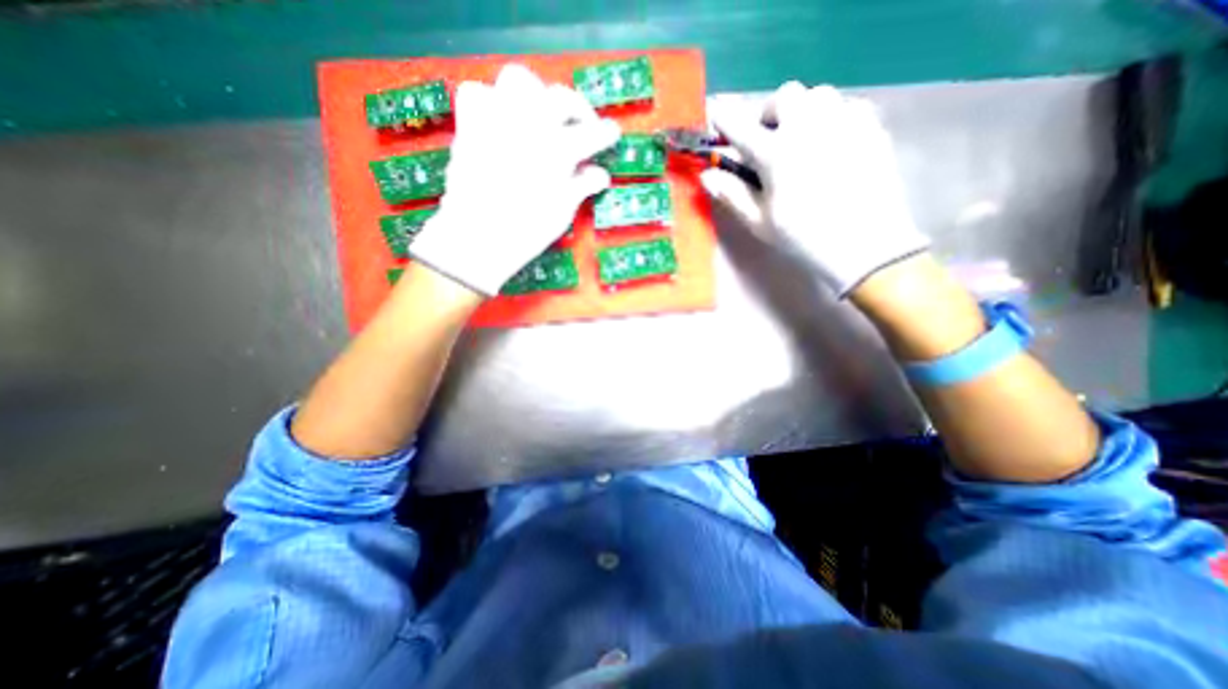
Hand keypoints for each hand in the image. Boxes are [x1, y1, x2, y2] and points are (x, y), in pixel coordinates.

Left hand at [409, 64, 618, 299]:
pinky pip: (477, 93)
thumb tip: (600, 174)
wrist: (478, 238)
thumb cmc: (527, 231)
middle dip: (578, 108)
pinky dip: (491, 101)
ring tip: (540, 117)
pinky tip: (500, 120)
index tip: (612, 134)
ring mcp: (497, 120)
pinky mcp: (471, 126)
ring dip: (535, 95)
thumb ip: (581, 186)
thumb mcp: (563, 212)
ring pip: (519, 80)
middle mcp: (530, 125)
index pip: (591, 133)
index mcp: (558, 151)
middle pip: (561, 97)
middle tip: (582, 126)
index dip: (606, 133)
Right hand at [705, 80, 926, 295]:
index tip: (717, 117)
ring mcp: (844, 122)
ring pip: (817, 95)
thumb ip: (732, 194)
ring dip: (801, 112)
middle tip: (768, 139)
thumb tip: (707, 175)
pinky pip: (845, 106)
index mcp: (776, 153)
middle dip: (769, 113)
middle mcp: (809, 127)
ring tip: (801, 141)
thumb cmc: (804, 238)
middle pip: (784, 96)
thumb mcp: (760, 222)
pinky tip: (830, 145)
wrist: (865, 245)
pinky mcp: (870, 127)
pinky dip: (830, 118)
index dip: (724, 120)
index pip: (740, 126)